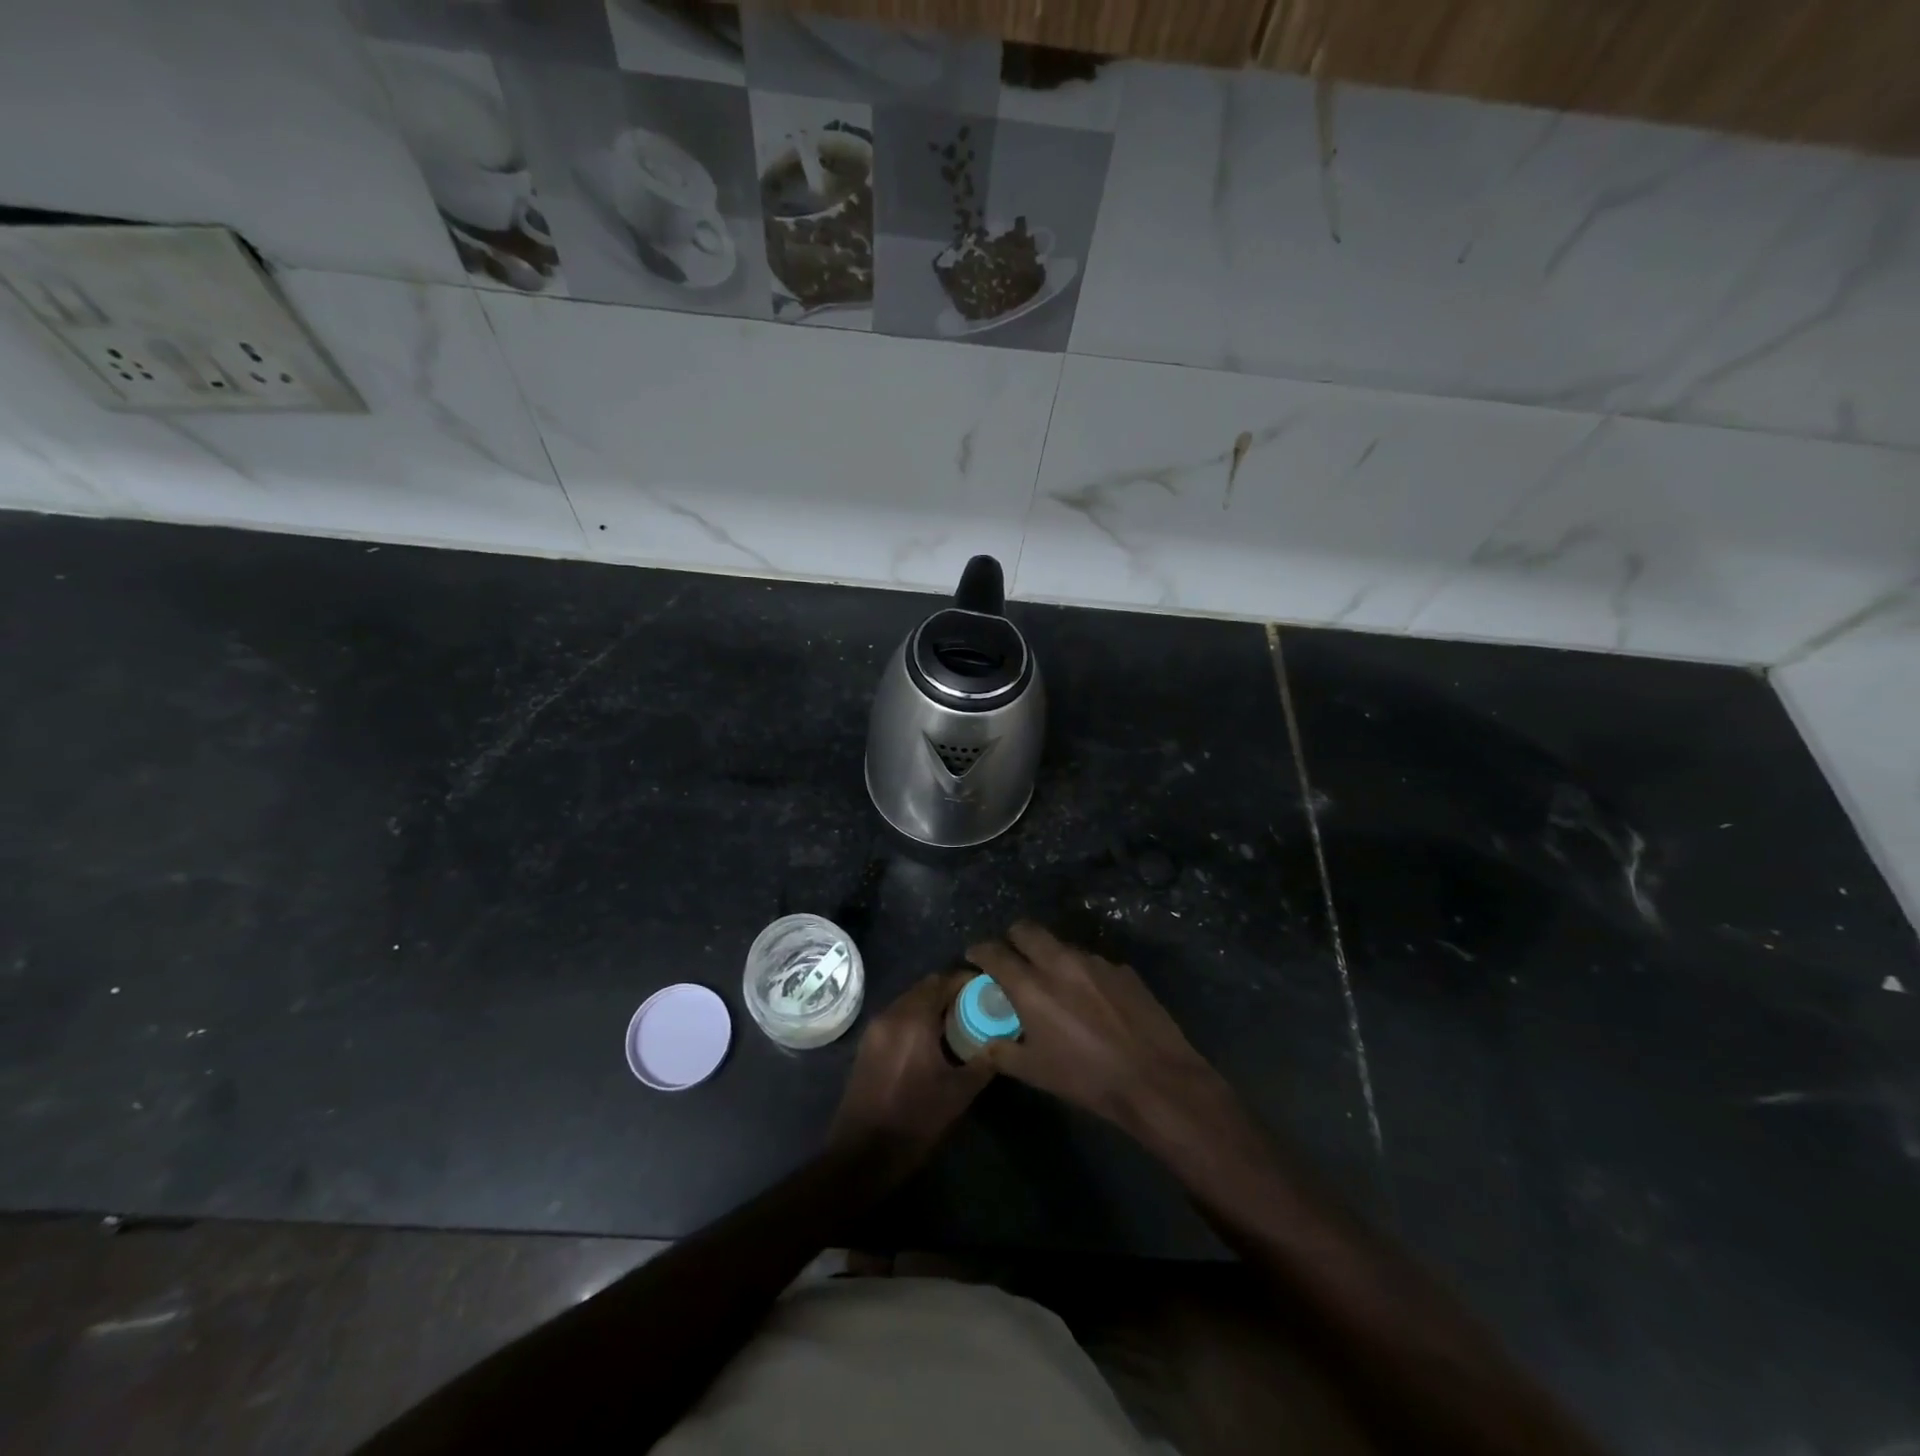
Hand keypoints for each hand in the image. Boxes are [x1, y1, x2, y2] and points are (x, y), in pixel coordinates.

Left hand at [828, 971, 991, 1171]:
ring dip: (931, 1005)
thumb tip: (1002, 1044)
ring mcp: (875, 1029)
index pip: (942, 981)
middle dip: (949, 993)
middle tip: (975, 1007)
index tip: (987, 989)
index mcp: (913, 1019)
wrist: (863, 1154)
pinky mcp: (867, 1045)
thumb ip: (983, 1062)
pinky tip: (931, 1041)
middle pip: (924, 988)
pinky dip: (915, 1019)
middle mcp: (890, 1015)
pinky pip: (896, 1018)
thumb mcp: (959, 1093)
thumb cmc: (915, 1120)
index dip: (965, 981)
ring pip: (908, 1002)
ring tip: (956, 1024)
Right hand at [965, 921, 1229, 1134]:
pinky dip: (1081, 972)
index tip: (975, 956)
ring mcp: (1094, 961)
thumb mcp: (1035, 1073)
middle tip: (1012, 956)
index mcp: (1032, 986)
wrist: (1154, 1078)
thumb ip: (1003, 1052)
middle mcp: (1060, 963)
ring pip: (1061, 944)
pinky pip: (1092, 962)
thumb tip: (985, 1044)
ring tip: (1054, 981)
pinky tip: (1091, 998)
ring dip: (1049, 955)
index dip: (980, 951)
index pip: (994, 953)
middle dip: (1013, 938)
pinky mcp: (1122, 969)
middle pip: (1027, 929)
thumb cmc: (1087, 1078)